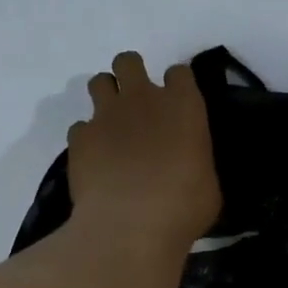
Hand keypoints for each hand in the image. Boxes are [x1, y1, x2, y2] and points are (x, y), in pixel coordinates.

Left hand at [67, 51, 220, 251]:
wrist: (131, 226)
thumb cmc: (184, 207)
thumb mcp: (208, 184)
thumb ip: (196, 161)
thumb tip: (189, 165)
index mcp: (183, 106)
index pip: (179, 73)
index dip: (176, 87)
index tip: (176, 107)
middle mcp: (143, 99)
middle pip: (129, 62)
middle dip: (131, 77)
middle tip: (137, 107)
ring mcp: (106, 115)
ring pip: (98, 82)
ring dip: (105, 97)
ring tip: (112, 127)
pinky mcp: (79, 138)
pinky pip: (80, 126)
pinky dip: (87, 138)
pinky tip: (95, 160)